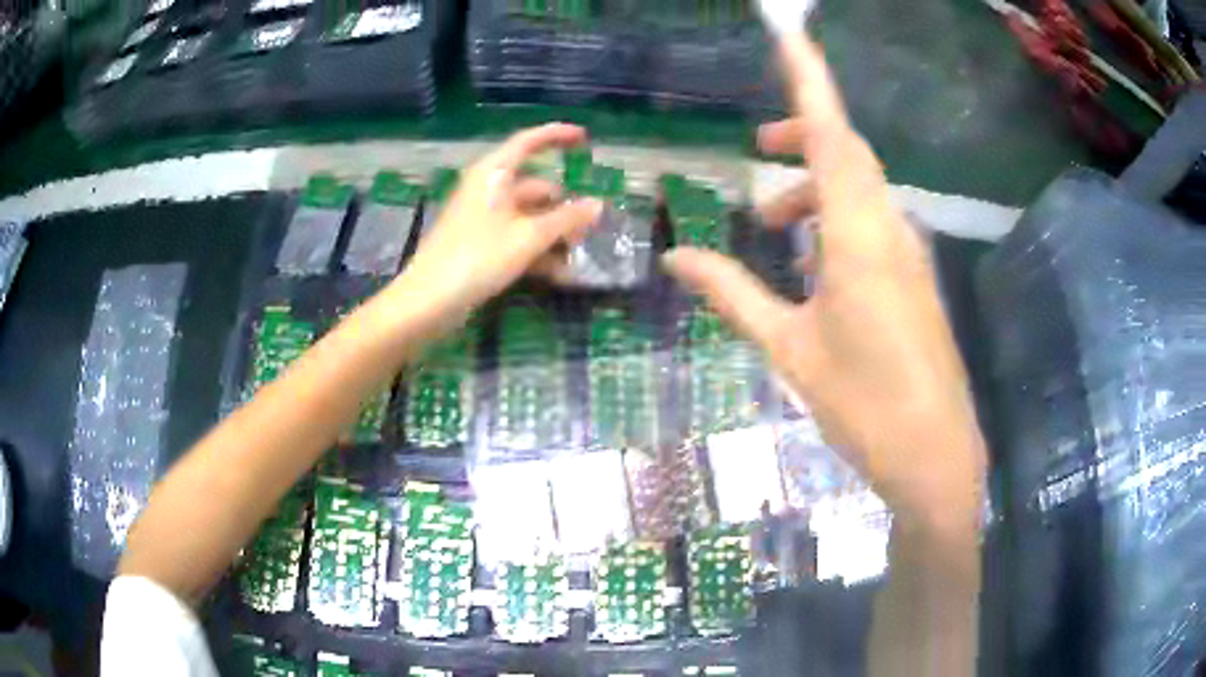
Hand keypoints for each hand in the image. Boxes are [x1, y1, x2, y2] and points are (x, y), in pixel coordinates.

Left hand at [399, 123, 602, 323]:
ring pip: (527, 215)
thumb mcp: (530, 237)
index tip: (585, 138)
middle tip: (590, 226)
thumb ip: (567, 219)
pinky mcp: (478, 242)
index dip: (557, 136)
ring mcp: (481, 217)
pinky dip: (536, 248)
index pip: (528, 142)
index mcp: (493, 173)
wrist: (429, 300)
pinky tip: (558, 273)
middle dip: (563, 205)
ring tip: (578, 255)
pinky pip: (514, 236)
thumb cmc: (479, 257)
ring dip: (553, 232)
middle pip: (534, 186)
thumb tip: (598, 205)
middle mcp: (487, 189)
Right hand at [662, 35, 984, 536]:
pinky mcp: (915, 278)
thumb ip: (733, 293)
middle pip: (849, 153)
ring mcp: (909, 253)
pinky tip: (812, 261)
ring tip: (771, 225)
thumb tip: (676, 257)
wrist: (933, 453)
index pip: (832, 133)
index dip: (809, 79)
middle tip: (757, 155)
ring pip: (861, 189)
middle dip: (802, 140)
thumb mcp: (789, 348)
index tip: (789, 35)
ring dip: (815, 190)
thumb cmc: (863, 403)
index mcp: (859, 235)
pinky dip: (836, 221)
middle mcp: (891, 228)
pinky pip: (874, 223)